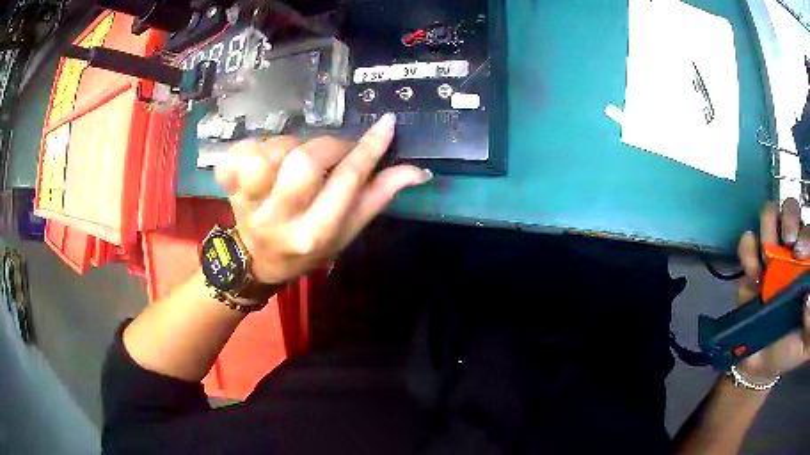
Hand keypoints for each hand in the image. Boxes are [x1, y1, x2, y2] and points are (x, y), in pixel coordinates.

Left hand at [214, 114, 431, 284]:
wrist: (257, 260)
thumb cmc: (307, 248)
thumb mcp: (346, 232)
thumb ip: (377, 197)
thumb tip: (416, 171)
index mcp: (314, 234)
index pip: (347, 182)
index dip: (369, 149)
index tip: (386, 123)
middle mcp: (279, 219)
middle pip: (305, 161)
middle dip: (327, 146)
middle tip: (332, 150)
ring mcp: (246, 203)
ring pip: (272, 151)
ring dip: (290, 145)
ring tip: (293, 159)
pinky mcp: (226, 187)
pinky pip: (239, 152)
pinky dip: (254, 146)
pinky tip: (262, 160)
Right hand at [736, 198, 809, 381]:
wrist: (763, 367)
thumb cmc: (792, 350)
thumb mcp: (805, 339)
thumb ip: (809, 320)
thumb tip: (807, 298)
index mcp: (808, 263)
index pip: (809, 233)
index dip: (806, 235)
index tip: (800, 252)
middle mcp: (794, 252)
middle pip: (791, 211)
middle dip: (789, 217)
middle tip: (788, 241)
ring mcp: (773, 260)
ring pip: (770, 217)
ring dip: (768, 228)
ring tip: (766, 256)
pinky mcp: (753, 271)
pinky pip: (747, 245)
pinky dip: (747, 249)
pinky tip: (752, 271)